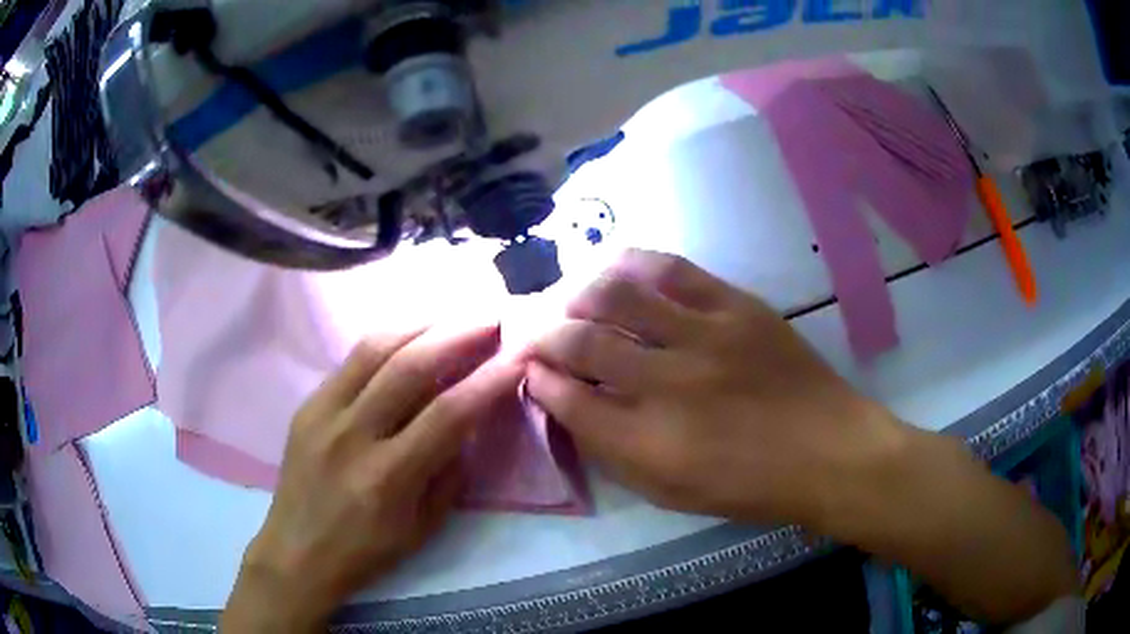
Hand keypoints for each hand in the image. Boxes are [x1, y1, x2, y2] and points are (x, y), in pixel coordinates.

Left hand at [222, 325, 522, 632]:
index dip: (489, 380)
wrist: (297, 551)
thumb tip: (468, 424)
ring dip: (420, 324)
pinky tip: (408, 334)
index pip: (449, 414)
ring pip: (375, 348)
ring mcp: (323, 413)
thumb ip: (450, 474)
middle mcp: (353, 434)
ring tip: (452, 314)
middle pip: (411, 366)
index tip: (518, 354)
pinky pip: (350, 360)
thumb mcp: (423, 528)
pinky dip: (387, 339)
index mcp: (388, 477)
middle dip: (458, 334)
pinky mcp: (307, 404)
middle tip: (489, 316)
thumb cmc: (366, 551)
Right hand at [527, 249, 1075, 623]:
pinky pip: (671, 270)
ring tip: (571, 298)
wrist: (829, 451)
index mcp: (649, 443)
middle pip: (580, 342)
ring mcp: (705, 336)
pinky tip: (616, 267)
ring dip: (580, 293)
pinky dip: (633, 264)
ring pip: (617, 294)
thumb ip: (614, 449)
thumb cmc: (750, 486)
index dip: (537, 380)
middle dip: (543, 332)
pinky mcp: (737, 306)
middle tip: (534, 329)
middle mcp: (668, 385)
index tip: (527, 369)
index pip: (567, 400)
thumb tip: (572, 403)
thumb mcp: (672, 493)